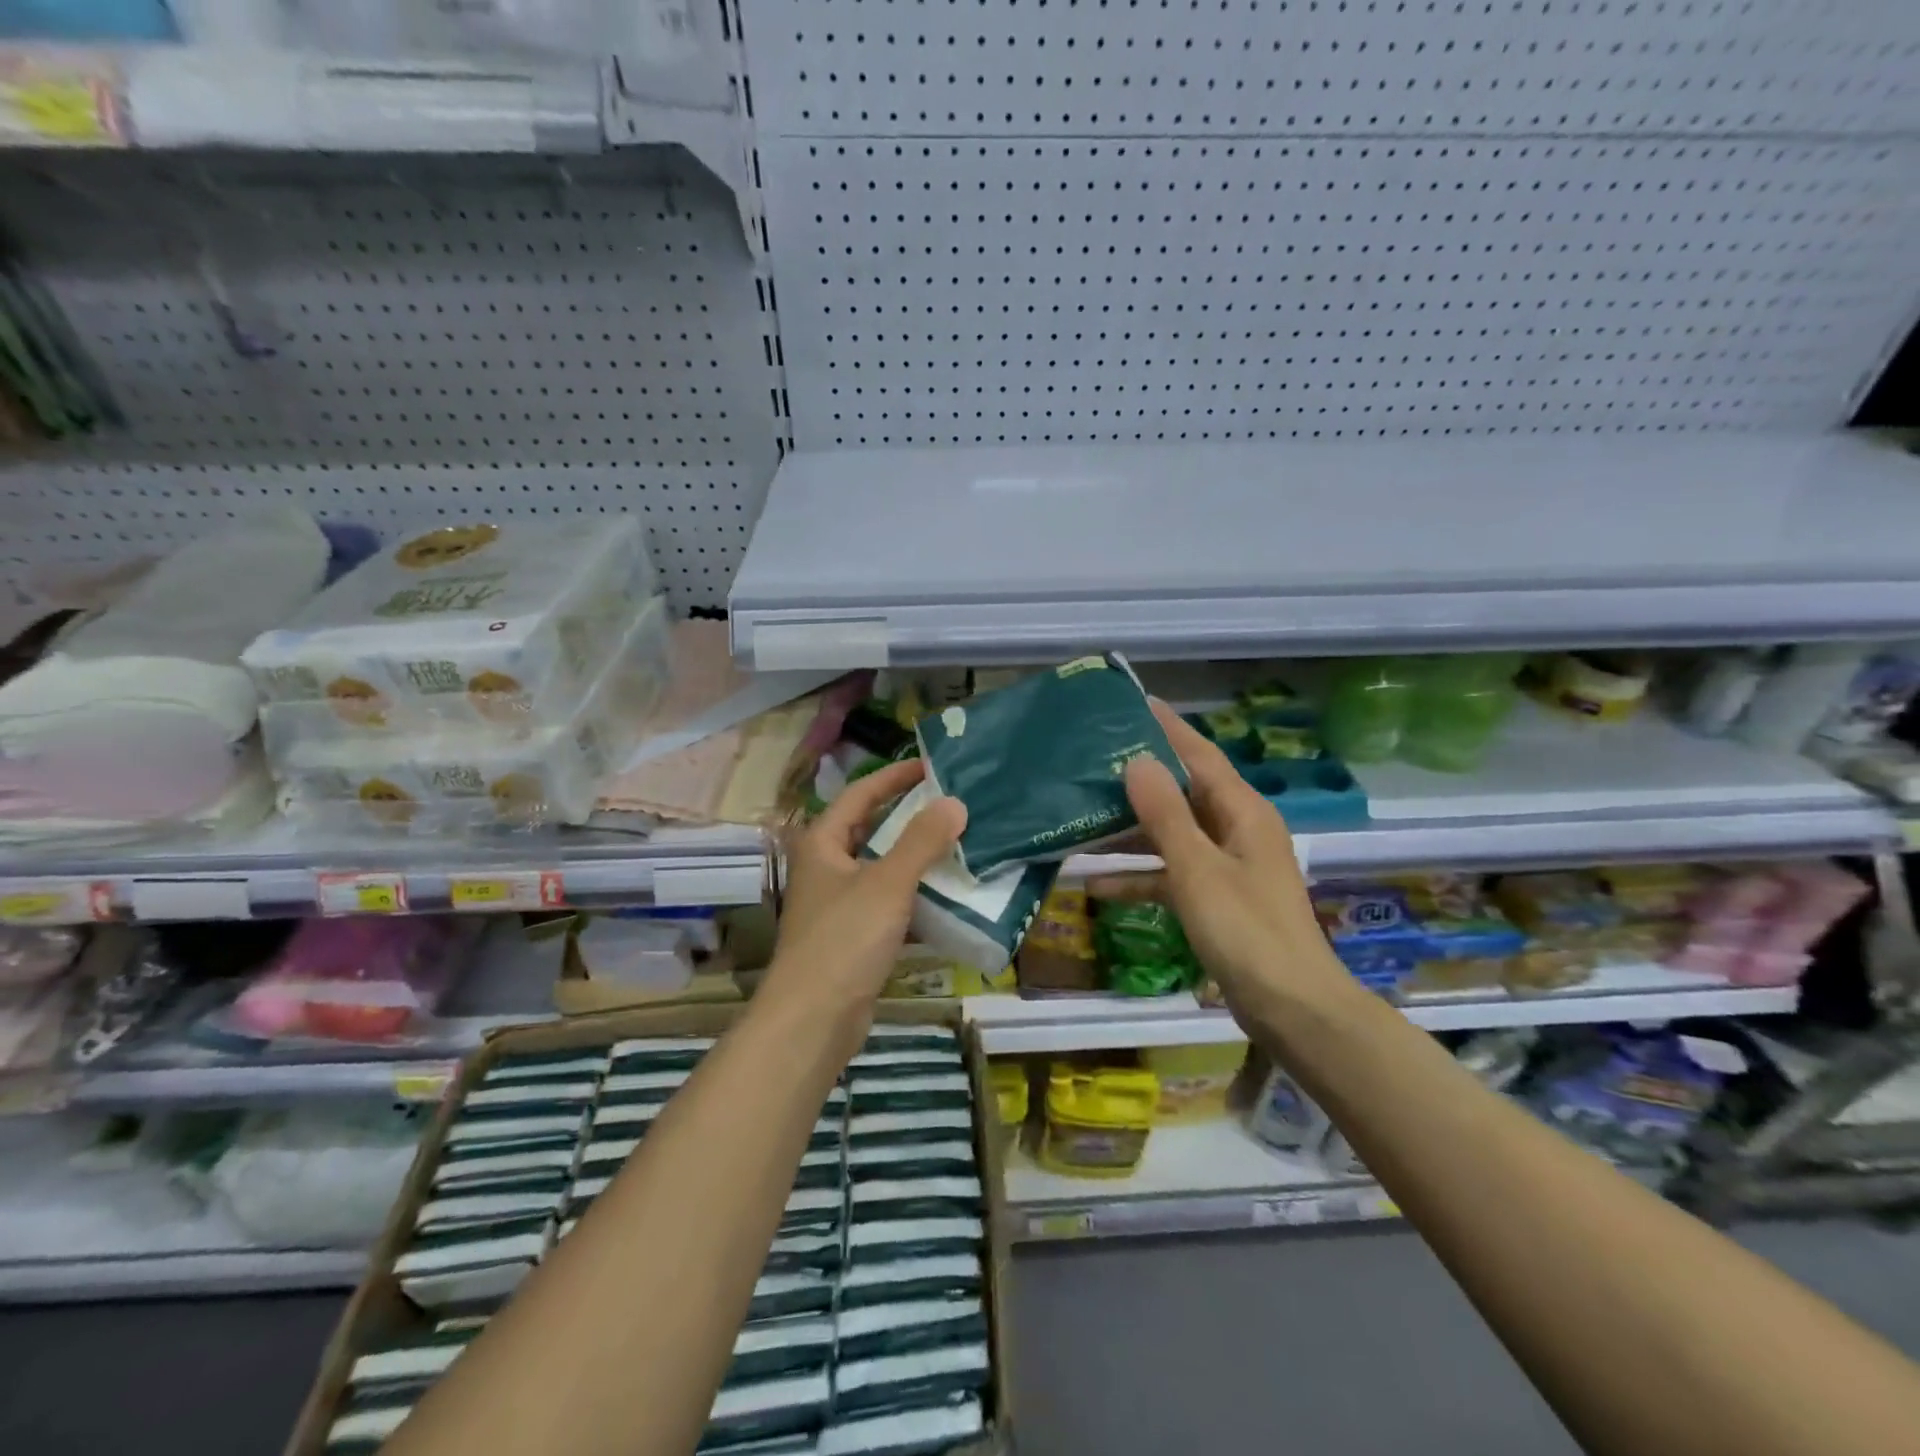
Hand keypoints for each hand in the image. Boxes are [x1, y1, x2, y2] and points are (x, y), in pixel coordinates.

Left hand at [766, 758, 966, 1015]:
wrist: (813, 1020)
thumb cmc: (844, 939)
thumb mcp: (887, 883)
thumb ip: (922, 841)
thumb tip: (955, 803)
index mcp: (823, 843)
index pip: (861, 793)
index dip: (894, 776)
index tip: (931, 765)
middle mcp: (826, 866)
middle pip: (871, 828)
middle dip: (909, 815)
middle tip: (952, 803)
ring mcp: (839, 902)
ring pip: (882, 866)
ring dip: (916, 855)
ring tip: (959, 842)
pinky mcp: (853, 935)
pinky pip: (888, 901)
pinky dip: (915, 893)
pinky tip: (948, 893)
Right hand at [1088, 702, 1352, 1022]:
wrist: (1292, 1009)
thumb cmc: (1246, 931)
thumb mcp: (1198, 868)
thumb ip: (1165, 814)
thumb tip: (1137, 761)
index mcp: (1242, 812)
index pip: (1200, 755)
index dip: (1168, 728)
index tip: (1134, 703)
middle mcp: (1237, 830)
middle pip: (1182, 793)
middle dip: (1139, 779)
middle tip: (1091, 760)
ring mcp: (1227, 867)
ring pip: (1172, 835)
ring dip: (1130, 832)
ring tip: (1081, 818)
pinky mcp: (1217, 900)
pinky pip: (1171, 875)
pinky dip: (1140, 876)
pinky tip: (1095, 884)